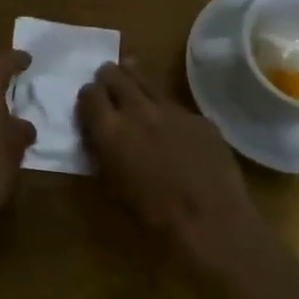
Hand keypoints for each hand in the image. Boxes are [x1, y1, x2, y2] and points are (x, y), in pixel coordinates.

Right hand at [77, 61, 263, 264]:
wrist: (210, 222)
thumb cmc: (153, 217)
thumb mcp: (113, 188)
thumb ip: (103, 154)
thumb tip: (100, 139)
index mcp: (110, 130)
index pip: (89, 94)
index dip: (88, 97)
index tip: (90, 103)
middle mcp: (137, 110)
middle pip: (116, 76)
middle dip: (109, 77)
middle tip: (108, 82)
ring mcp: (171, 110)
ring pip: (146, 80)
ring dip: (135, 79)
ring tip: (132, 77)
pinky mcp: (199, 117)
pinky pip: (176, 105)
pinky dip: (167, 109)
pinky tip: (171, 124)